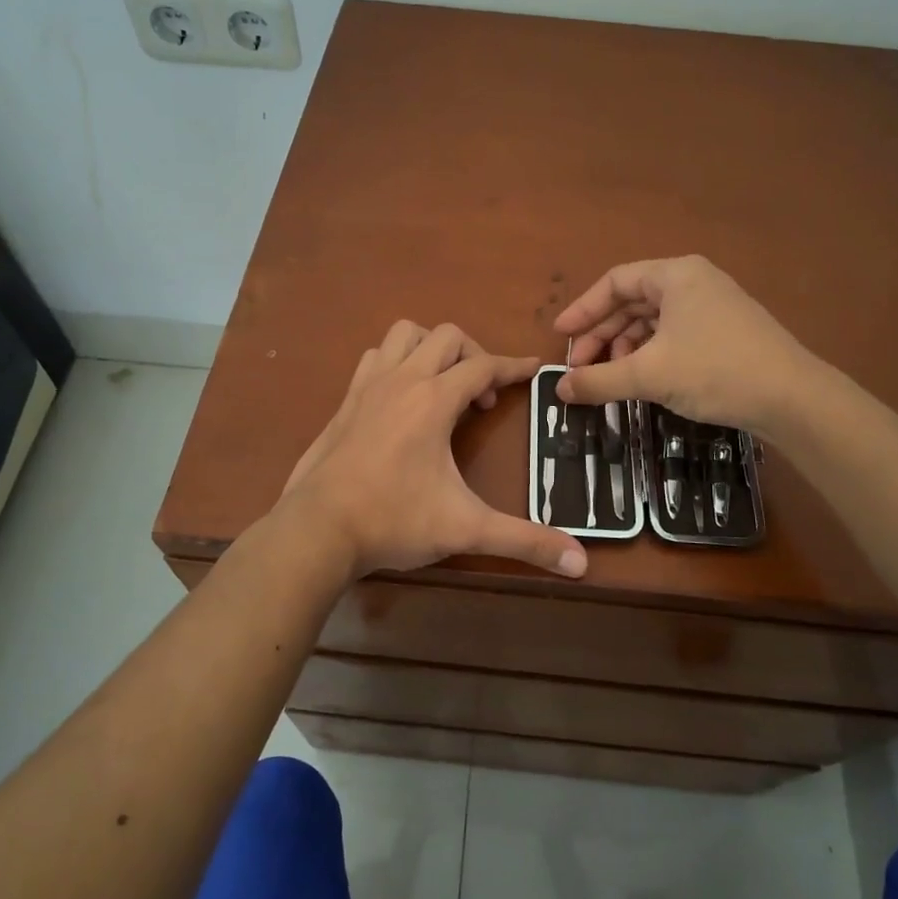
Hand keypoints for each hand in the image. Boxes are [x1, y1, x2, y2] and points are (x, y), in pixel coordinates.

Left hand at [282, 320, 587, 578]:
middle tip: (482, 398)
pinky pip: (376, 358)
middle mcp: (402, 380)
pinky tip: (402, 400)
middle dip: (474, 355)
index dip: (514, 366)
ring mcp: (368, 386)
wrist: (317, 529)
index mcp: (434, 400)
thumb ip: (524, 541)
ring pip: (404, 335)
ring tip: (443, 387)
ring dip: (431, 350)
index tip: (535, 370)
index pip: (484, 366)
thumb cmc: (394, 520)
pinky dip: (397, 362)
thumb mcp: (465, 529)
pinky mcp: (345, 401)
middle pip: (446, 336)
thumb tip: (580, 563)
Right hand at [553, 256, 817, 435]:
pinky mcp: (725, 333)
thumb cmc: (715, 371)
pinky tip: (642, 382)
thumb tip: (559, 390)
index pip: (615, 282)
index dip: (583, 309)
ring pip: (653, 322)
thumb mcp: (649, 375)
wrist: (792, 398)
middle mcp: (694, 283)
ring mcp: (713, 308)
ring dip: (625, 349)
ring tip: (611, 379)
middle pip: (633, 302)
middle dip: (602, 335)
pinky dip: (651, 356)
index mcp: (675, 275)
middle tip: (580, 367)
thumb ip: (598, 380)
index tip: (560, 336)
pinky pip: (673, 336)